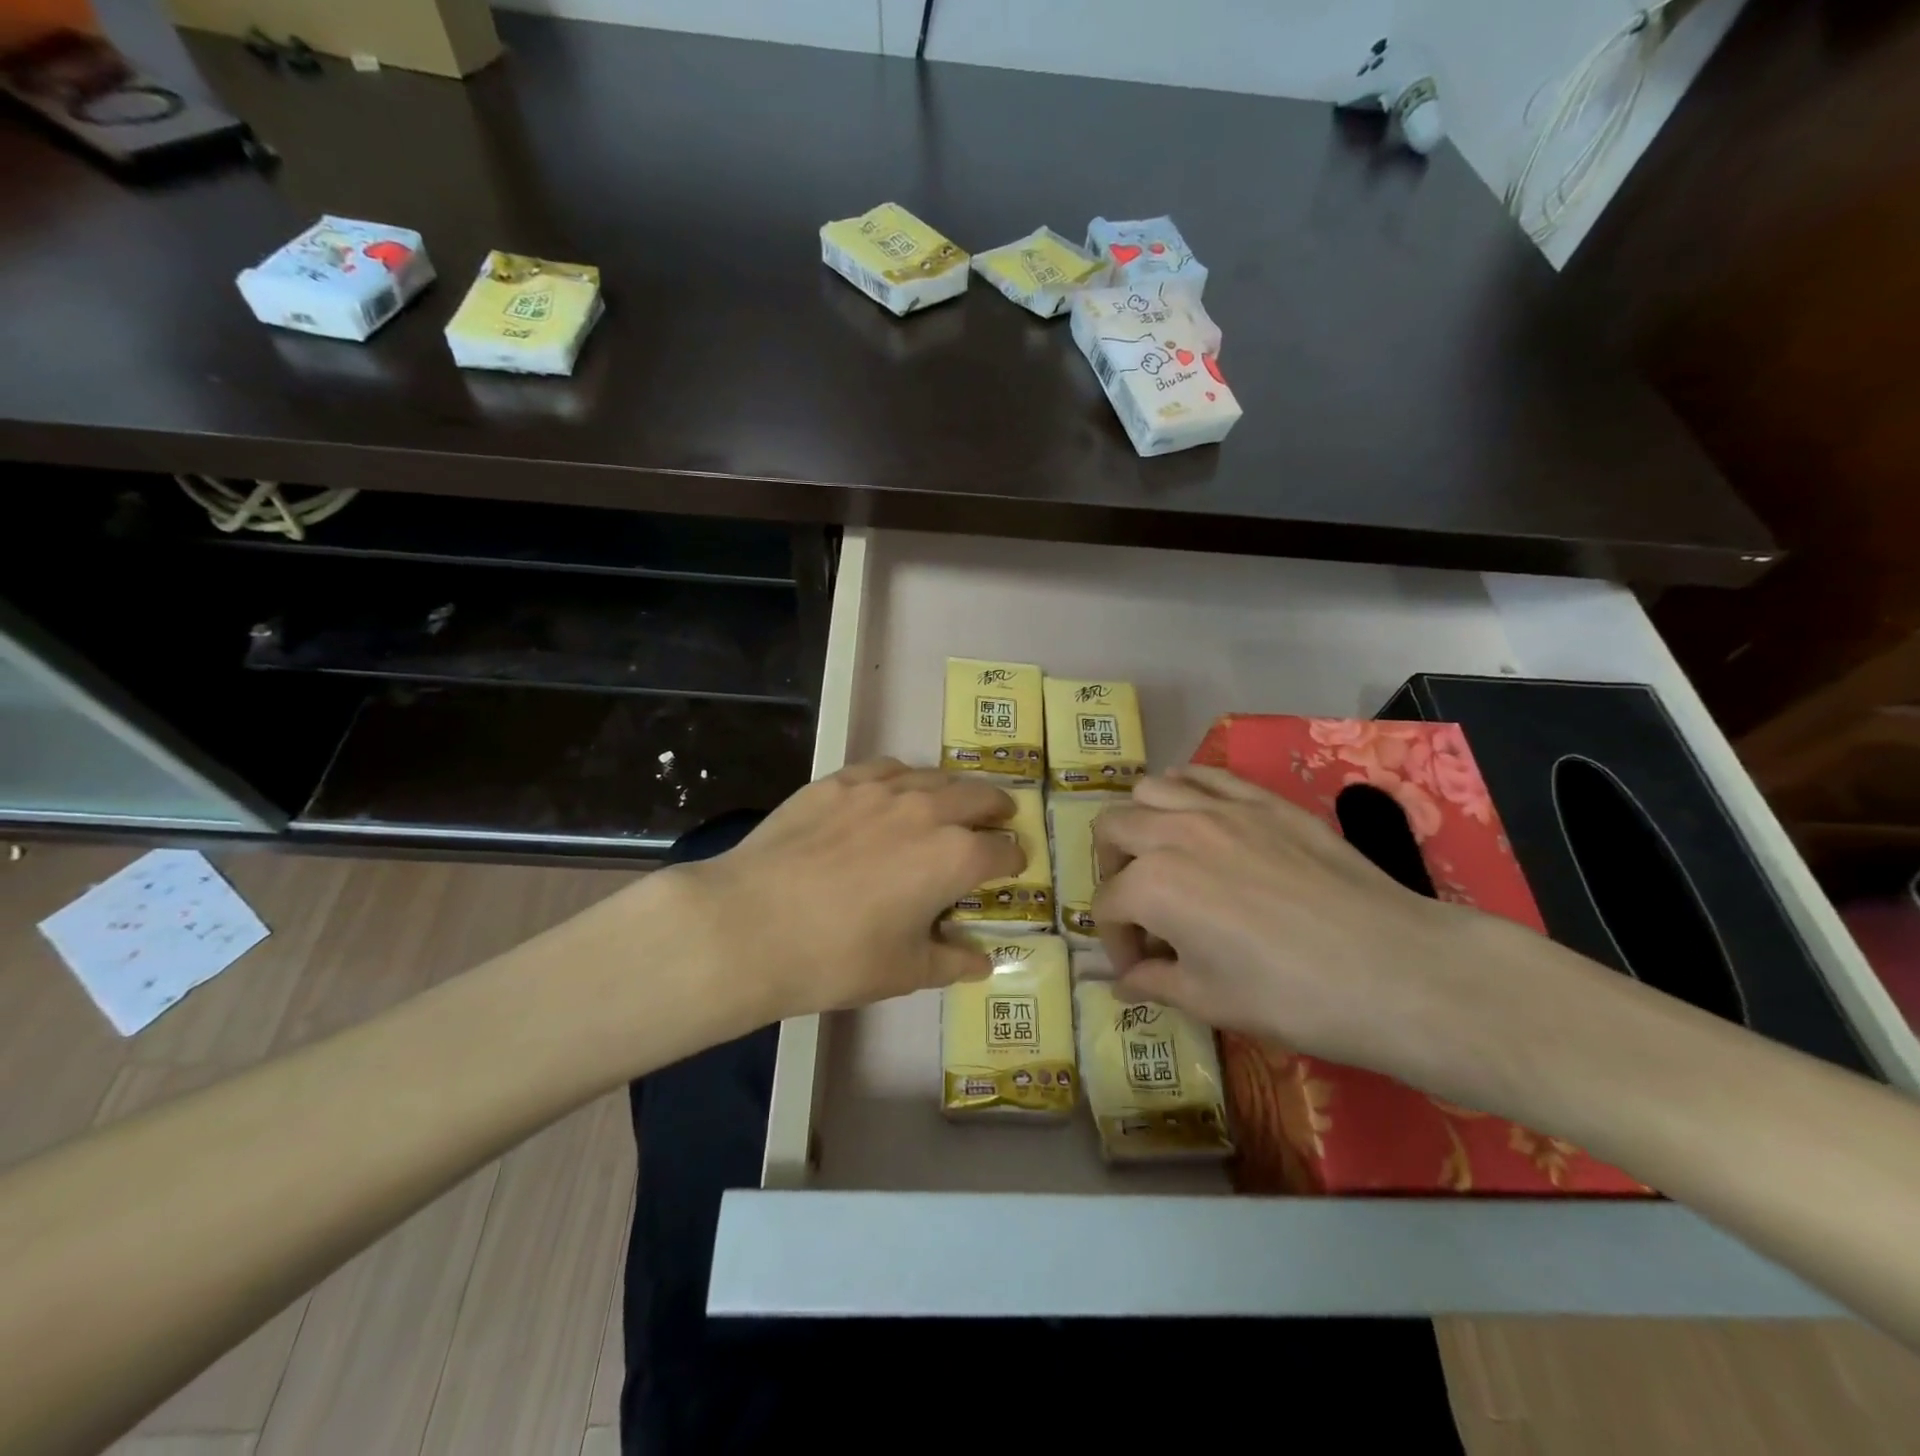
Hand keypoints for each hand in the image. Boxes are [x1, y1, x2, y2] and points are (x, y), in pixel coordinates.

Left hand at [655, 759, 1022, 1023]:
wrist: (750, 925)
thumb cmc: (837, 958)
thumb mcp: (904, 971)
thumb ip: (952, 962)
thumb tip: (982, 963)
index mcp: (955, 857)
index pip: (1002, 850)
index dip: (1013, 860)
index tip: (1012, 867)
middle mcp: (927, 810)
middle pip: (979, 796)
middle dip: (997, 809)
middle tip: (999, 818)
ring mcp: (880, 789)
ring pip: (934, 776)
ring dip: (953, 790)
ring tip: (951, 802)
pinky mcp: (838, 782)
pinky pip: (886, 768)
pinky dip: (904, 778)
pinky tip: (894, 791)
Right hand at [1093, 764, 1544, 1101]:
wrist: (1393, 969)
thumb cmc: (1291, 996)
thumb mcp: (1209, 1001)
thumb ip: (1153, 983)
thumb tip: (1125, 982)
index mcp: (1151, 885)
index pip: (1106, 905)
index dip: (1115, 941)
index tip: (1138, 968)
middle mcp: (1174, 832)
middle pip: (1112, 829)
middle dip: (1110, 869)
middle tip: (1137, 906)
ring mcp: (1220, 807)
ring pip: (1150, 788)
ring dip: (1141, 821)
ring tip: (1162, 855)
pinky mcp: (1263, 799)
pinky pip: (1204, 774)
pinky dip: (1186, 790)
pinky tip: (1199, 818)